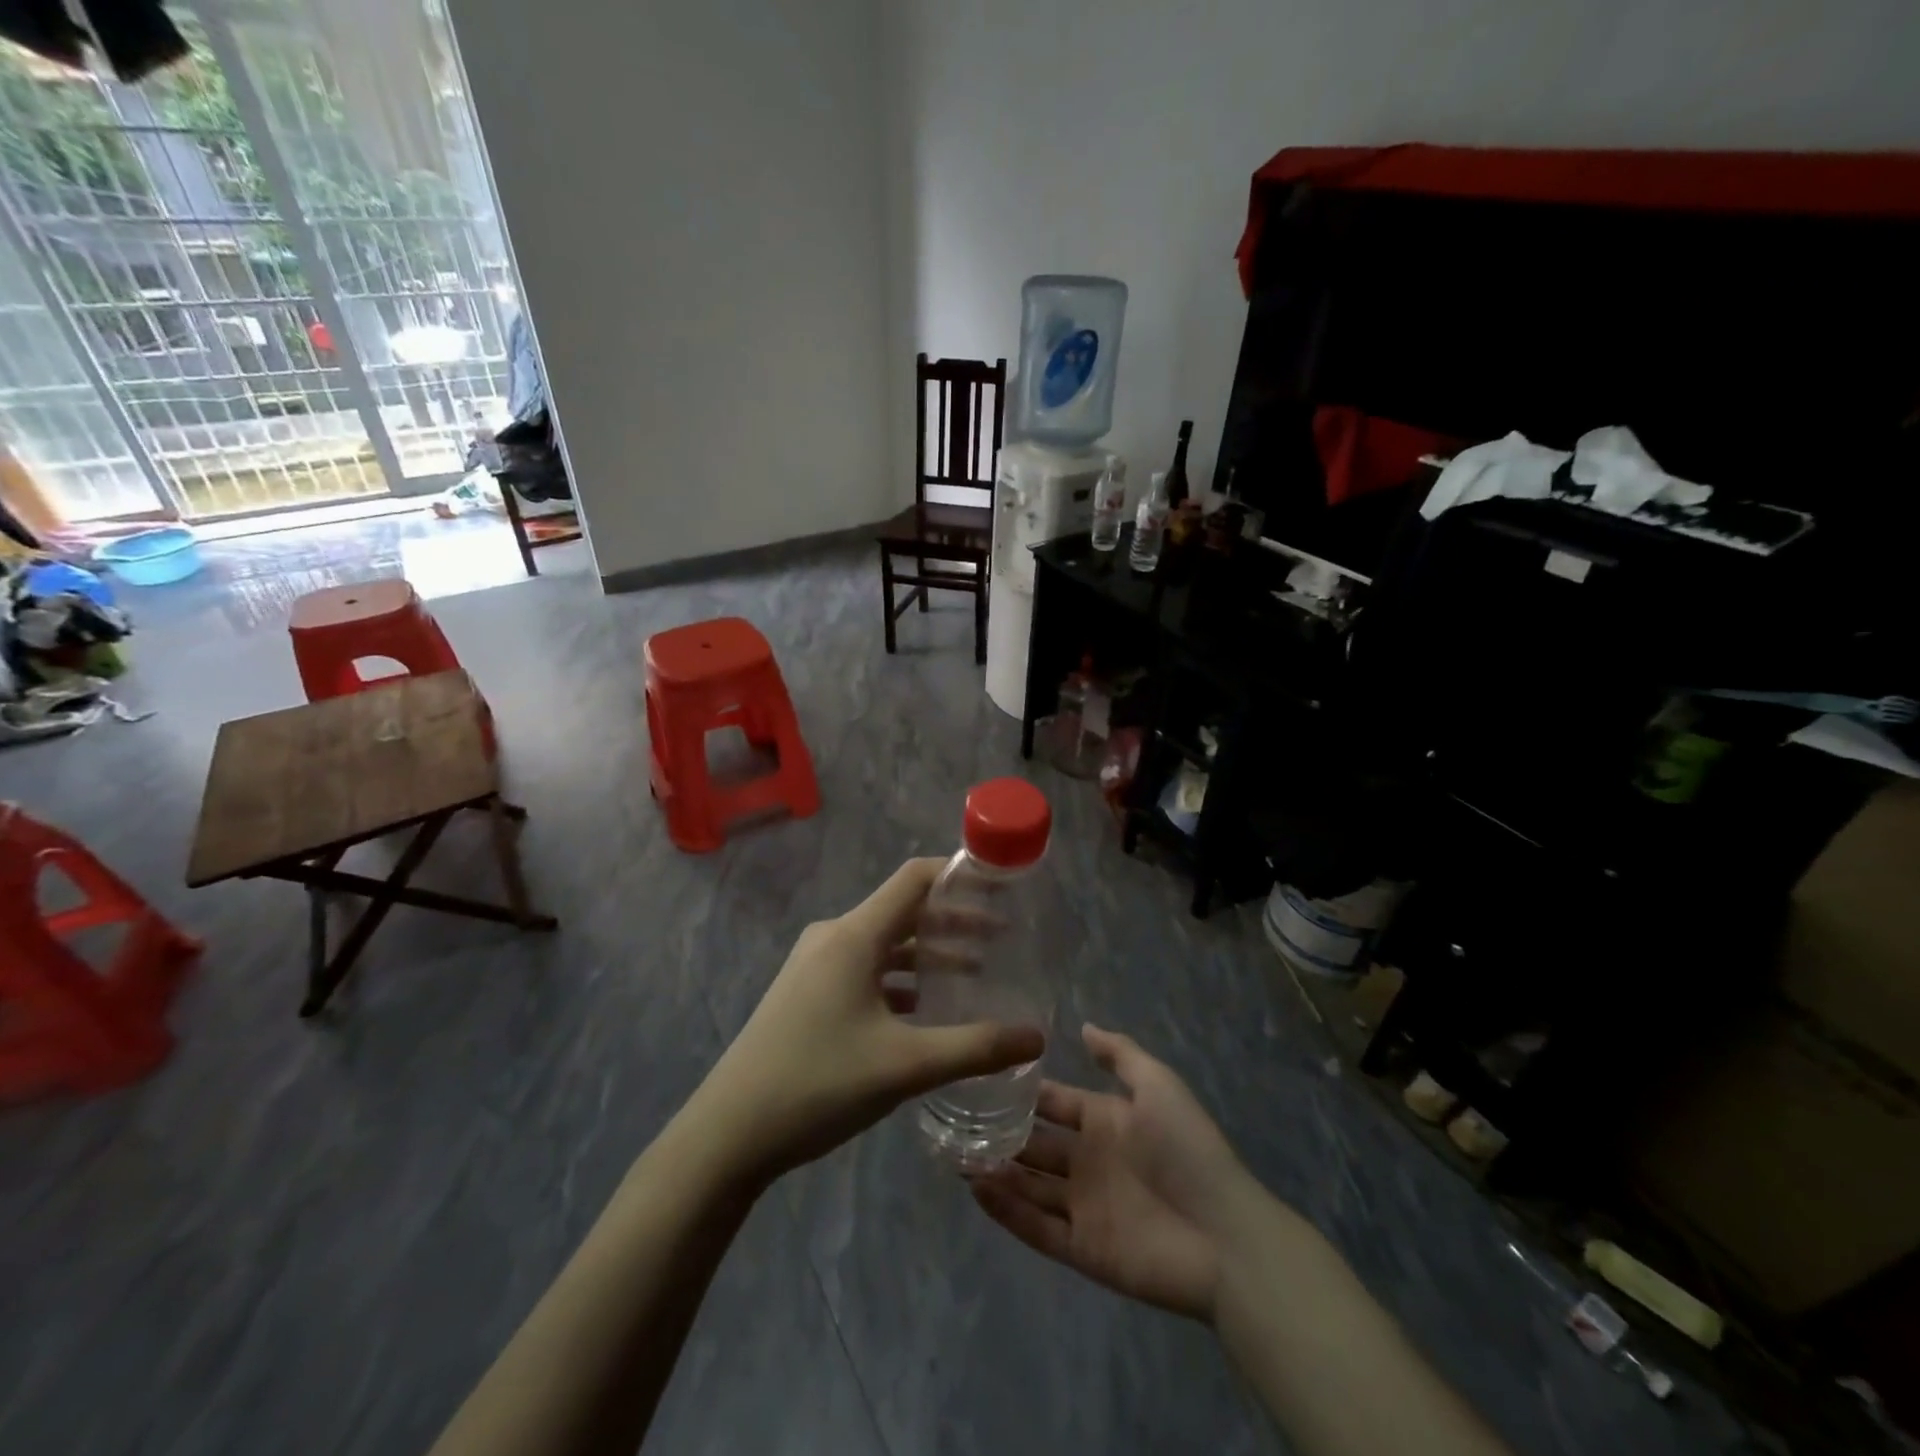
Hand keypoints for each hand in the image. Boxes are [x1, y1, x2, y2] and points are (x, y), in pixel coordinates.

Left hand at [693, 859, 1045, 1184]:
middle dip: (954, 920)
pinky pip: (865, 968)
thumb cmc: (817, 1083)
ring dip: (929, 952)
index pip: (914, 879)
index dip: (959, 874)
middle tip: (1002, 937)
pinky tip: (927, 1009)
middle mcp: (834, 937)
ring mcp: (816, 965)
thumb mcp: (905, 1066)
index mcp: (854, 935)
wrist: (728, 1133)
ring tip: (976, 971)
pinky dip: (901, 978)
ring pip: (885, 943)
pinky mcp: (808, 992)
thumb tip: (1037, 1036)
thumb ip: (975, 1048)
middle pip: (903, 910)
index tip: (1000, 886)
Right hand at [970, 1024, 1251, 1320]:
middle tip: (954, 1121)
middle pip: (1033, 1144)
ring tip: (954, 1153)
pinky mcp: (1081, 1248)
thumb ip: (1120, 1054)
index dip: (1022, 1092)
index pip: (1053, 1103)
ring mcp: (1083, 1206)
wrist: (1224, 1236)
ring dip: (994, 1170)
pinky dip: (1006, 1211)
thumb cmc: (1188, 1150)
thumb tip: (1083, 1025)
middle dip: (998, 1133)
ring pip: (1028, 1185)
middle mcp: (1088, 1161)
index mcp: (1105, 1121)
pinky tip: (976, 1190)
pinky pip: (1036, 1227)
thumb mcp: (1159, 1086)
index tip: (981, 1076)